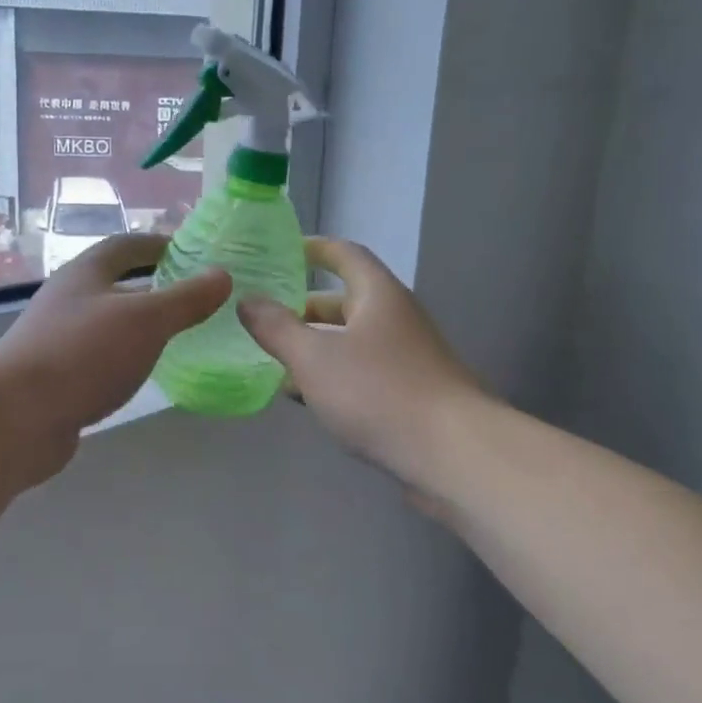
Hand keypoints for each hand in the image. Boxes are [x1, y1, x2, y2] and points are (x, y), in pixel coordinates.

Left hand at [0, 234, 230, 484]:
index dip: (159, 244)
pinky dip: (127, 356)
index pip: (126, 245)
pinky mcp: (58, 376)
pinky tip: (146, 371)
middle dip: (154, 286)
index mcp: (86, 273)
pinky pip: (102, 356)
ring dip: (141, 324)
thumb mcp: (145, 320)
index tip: (193, 252)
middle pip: (117, 283)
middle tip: (195, 297)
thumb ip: (185, 299)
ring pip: (110, 322)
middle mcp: (70, 299)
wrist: (16, 417)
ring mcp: (60, 339)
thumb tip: (222, 275)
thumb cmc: (83, 354)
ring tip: (180, 334)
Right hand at [238, 238, 482, 491]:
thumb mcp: (314, 357)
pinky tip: (306, 398)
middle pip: (345, 301)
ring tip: (273, 360)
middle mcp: (396, 318)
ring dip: (315, 347)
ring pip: (351, 341)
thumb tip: (248, 301)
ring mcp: (407, 357)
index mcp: (378, 294)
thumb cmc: (378, 391)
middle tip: (263, 318)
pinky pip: (362, 373)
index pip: (344, 254)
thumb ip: (277, 328)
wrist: (453, 453)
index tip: (281, 253)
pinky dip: (333, 377)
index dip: (313, 249)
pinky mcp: (411, 394)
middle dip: (303, 308)